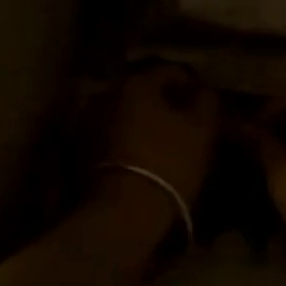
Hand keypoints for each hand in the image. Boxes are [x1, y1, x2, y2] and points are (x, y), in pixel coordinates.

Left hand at [101, 64, 219, 206]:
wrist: (123, 214)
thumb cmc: (169, 162)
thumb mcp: (202, 129)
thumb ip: (206, 101)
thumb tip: (203, 90)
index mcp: (137, 82)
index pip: (172, 71)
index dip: (193, 85)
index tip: (206, 104)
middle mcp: (107, 94)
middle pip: (145, 92)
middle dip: (165, 104)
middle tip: (186, 123)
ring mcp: (88, 122)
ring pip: (126, 115)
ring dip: (143, 123)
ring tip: (164, 143)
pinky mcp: (79, 152)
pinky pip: (112, 137)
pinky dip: (127, 141)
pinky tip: (142, 158)